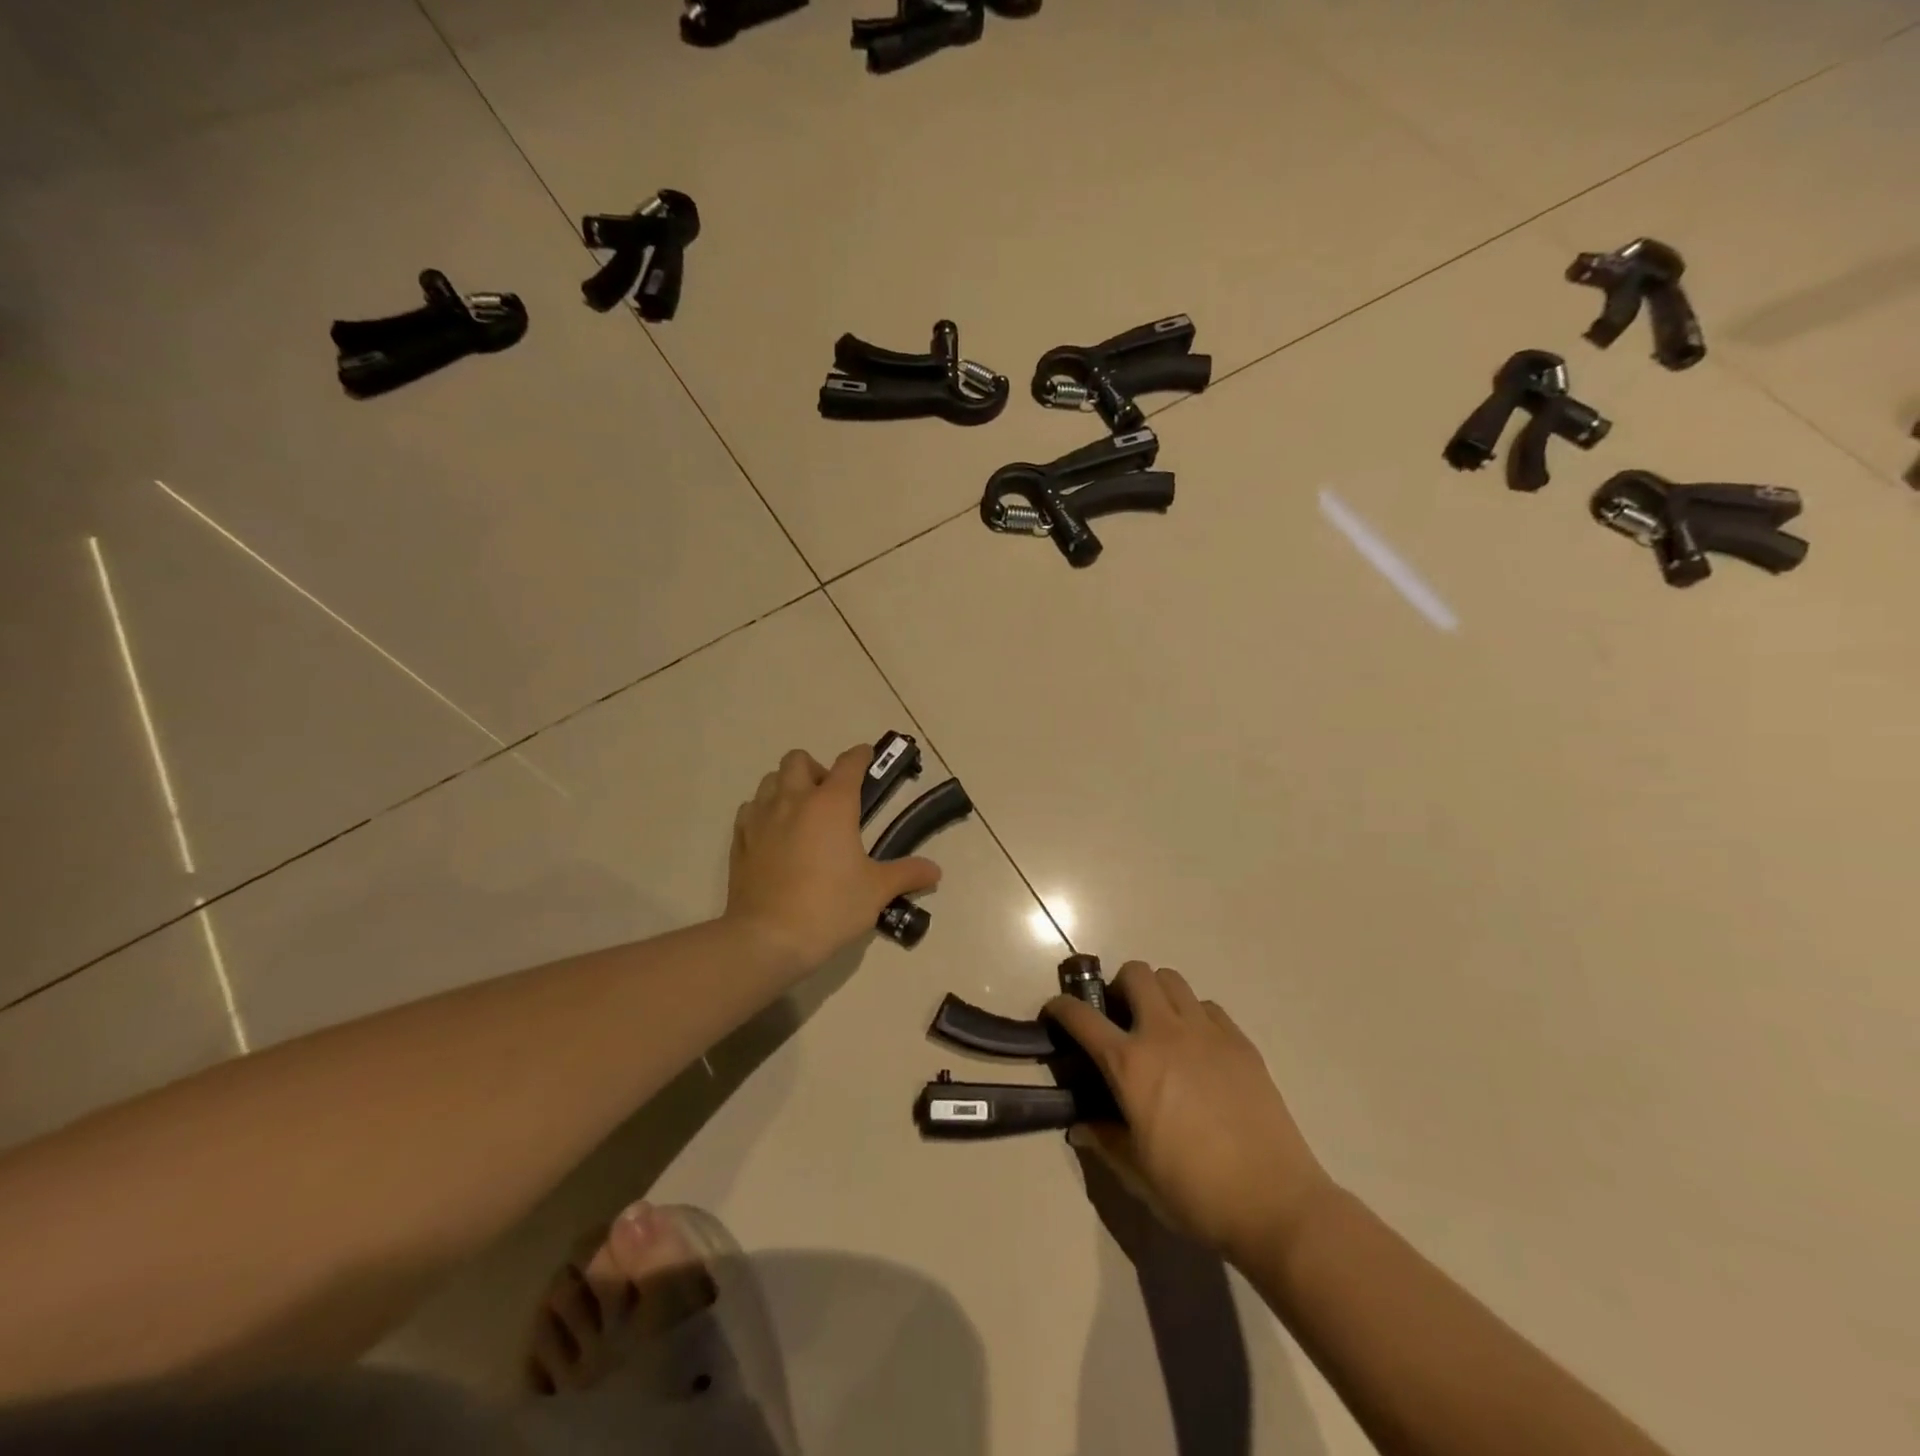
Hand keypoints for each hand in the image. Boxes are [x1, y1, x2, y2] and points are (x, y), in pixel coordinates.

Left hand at [726, 745, 941, 971]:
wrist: (767, 938)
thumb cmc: (829, 907)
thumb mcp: (876, 891)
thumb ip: (906, 874)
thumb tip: (935, 871)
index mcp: (832, 803)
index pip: (849, 763)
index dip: (861, 756)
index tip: (868, 757)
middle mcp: (794, 800)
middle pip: (799, 759)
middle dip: (816, 768)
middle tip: (830, 797)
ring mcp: (761, 818)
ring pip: (770, 780)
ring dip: (787, 785)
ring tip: (801, 812)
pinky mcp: (739, 840)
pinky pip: (750, 810)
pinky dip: (764, 811)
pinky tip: (774, 834)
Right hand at [1047, 963, 1334, 1263]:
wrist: (1276, 1203)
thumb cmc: (1196, 1192)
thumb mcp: (1138, 1173)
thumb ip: (1105, 1140)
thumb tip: (1081, 1125)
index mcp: (1131, 1065)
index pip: (1082, 1018)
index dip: (1060, 1008)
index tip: (1055, 1012)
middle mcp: (1165, 1034)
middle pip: (1135, 974)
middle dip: (1117, 987)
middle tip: (1119, 1019)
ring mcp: (1207, 1032)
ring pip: (1172, 980)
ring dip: (1156, 993)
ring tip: (1158, 1026)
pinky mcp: (1240, 1041)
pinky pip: (1207, 1007)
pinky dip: (1193, 1014)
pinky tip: (1198, 1048)